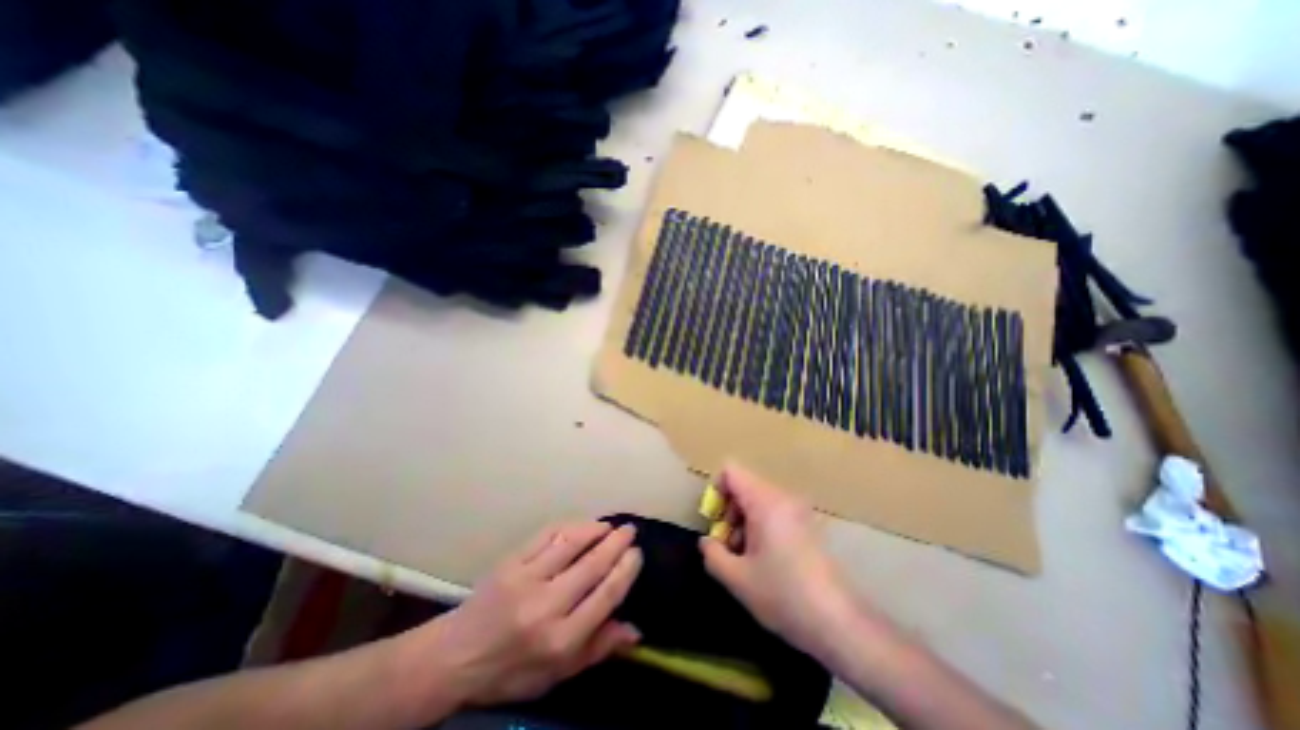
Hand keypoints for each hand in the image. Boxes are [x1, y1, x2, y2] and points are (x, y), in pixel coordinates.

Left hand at [420, 522, 639, 708]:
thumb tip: (635, 629)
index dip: (626, 569)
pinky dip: (570, 525)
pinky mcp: (510, 561)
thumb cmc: (511, 670)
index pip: (605, 595)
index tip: (636, 554)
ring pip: (571, 543)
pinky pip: (547, 534)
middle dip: (617, 543)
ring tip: (609, 525)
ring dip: (595, 528)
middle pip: (592, 565)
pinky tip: (582, 524)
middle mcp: (546, 606)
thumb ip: (598, 649)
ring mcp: (526, 579)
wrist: (455, 657)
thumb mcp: (557, 674)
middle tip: (630, 530)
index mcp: (560, 640)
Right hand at [702, 464, 860, 657]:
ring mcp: (798, 509)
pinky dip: (761, 527)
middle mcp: (783, 496)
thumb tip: (707, 541)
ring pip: (758, 500)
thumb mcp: (737, 578)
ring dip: (744, 522)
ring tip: (745, 558)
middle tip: (729, 546)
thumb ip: (713, 554)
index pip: (731, 471)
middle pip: (744, 486)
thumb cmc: (784, 595)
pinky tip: (765, 560)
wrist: (839, 623)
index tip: (715, 523)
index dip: (716, 492)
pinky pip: (774, 511)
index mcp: (765, 501)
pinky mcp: (807, 524)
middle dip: (729, 512)